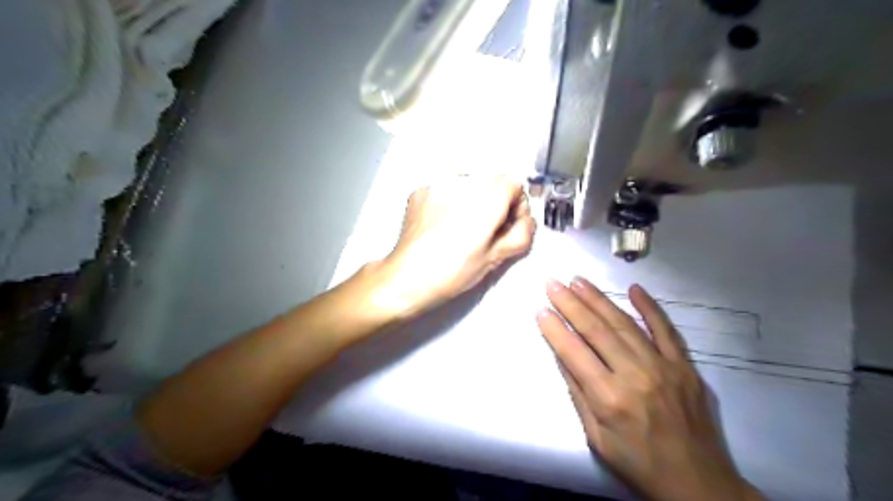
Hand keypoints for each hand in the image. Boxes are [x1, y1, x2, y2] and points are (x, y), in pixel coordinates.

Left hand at [373, 176, 537, 316]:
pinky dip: (449, 203)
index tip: (508, 224)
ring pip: (467, 186)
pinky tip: (442, 227)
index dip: (516, 205)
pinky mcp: (421, 191)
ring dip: (472, 202)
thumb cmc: (451, 271)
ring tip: (461, 230)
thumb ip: (521, 234)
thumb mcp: (496, 258)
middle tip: (486, 232)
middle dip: (495, 203)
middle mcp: (464, 182)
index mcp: (488, 197)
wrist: (408, 277)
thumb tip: (525, 221)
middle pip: (491, 183)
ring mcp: (439, 185)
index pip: (514, 184)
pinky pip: (445, 191)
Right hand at [532, 278, 763, 500]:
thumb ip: (578, 394)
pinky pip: (666, 330)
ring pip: (625, 324)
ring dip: (599, 300)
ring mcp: (663, 367)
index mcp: (609, 398)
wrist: (698, 484)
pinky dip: (650, 308)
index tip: (540, 309)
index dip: (554, 329)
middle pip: (596, 331)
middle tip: (553, 283)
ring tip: (579, 281)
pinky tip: (634, 289)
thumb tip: (561, 355)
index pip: (574, 353)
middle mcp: (635, 375)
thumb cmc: (638, 464)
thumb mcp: (596, 438)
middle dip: (571, 304)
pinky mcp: (684, 366)